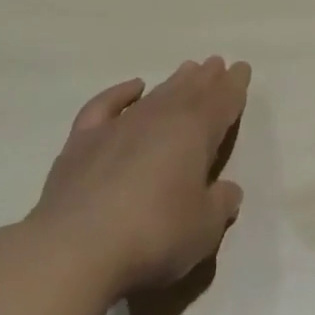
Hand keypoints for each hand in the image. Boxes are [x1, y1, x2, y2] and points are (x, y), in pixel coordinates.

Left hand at [26, 57, 249, 297]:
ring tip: (187, 69)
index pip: (221, 102)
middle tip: (216, 63)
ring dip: (173, 82)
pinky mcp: (81, 143)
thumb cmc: (153, 236)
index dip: (234, 86)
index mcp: (195, 133)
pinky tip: (133, 88)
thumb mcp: (204, 229)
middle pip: (189, 91)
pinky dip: (120, 93)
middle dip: (206, 78)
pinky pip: (105, 106)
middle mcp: (159, 120)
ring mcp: (118, 128)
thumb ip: (219, 204)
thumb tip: (227, 190)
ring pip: (154, 95)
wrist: (74, 251)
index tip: (241, 68)